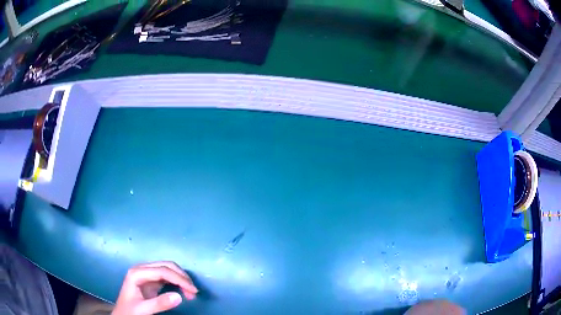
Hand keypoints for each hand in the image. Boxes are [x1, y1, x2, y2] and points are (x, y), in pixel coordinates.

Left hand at [113, 261, 197, 314]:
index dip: (179, 279)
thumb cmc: (130, 311)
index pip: (162, 271)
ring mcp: (146, 274)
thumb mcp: (143, 309)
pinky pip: (166, 276)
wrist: (122, 314)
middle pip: (166, 266)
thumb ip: (160, 303)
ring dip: (181, 279)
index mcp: (137, 273)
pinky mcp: (150, 280)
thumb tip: (180, 297)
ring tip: (190, 293)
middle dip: (182, 277)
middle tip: (193, 292)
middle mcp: (141, 269)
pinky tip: (182, 290)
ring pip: (167, 269)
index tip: (193, 291)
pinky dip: (177, 282)